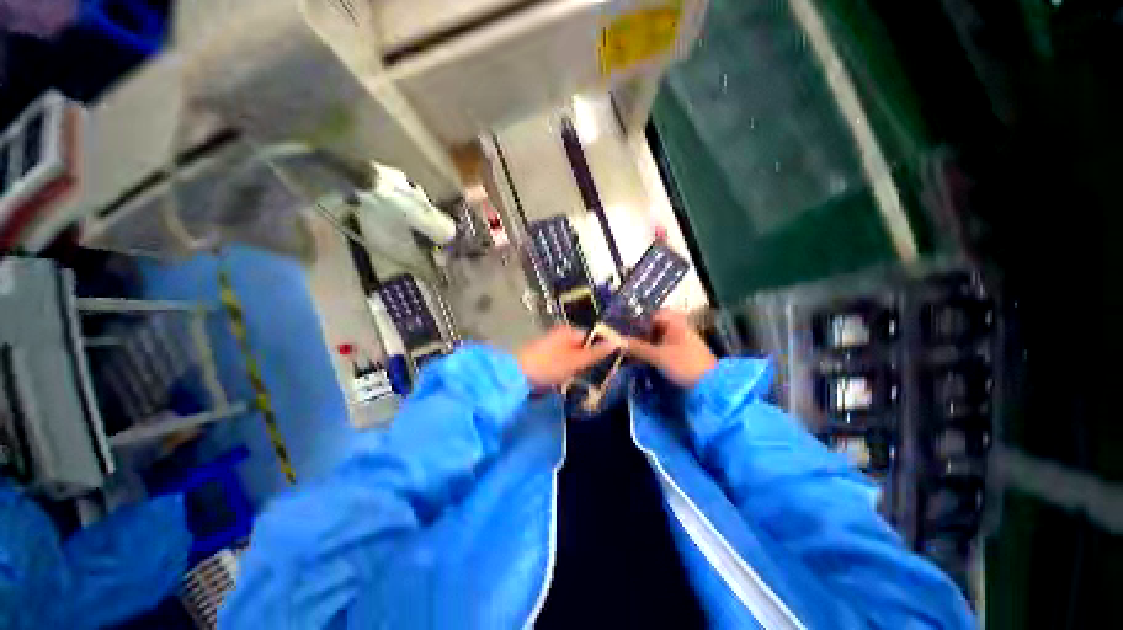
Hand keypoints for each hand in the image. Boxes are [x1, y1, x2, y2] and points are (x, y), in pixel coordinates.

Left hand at [517, 326, 619, 388]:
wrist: (516, 376)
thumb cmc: (548, 366)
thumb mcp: (576, 361)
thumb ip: (596, 352)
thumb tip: (617, 342)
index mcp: (569, 331)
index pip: (592, 335)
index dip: (602, 347)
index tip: (612, 361)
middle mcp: (561, 335)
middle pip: (583, 346)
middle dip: (591, 359)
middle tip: (601, 372)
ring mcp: (552, 346)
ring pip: (574, 356)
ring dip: (580, 366)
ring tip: (587, 378)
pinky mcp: (546, 358)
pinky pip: (564, 362)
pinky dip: (569, 370)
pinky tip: (571, 379)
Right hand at [624, 310, 716, 387]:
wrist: (712, 386)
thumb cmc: (685, 364)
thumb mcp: (658, 356)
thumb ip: (637, 347)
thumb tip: (616, 341)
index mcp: (675, 322)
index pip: (651, 315)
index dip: (636, 321)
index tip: (622, 330)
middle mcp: (678, 327)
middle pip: (653, 326)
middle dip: (638, 334)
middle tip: (623, 341)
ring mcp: (680, 340)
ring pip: (656, 338)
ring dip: (643, 344)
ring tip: (628, 351)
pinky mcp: (681, 353)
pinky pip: (661, 347)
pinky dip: (651, 351)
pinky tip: (641, 358)